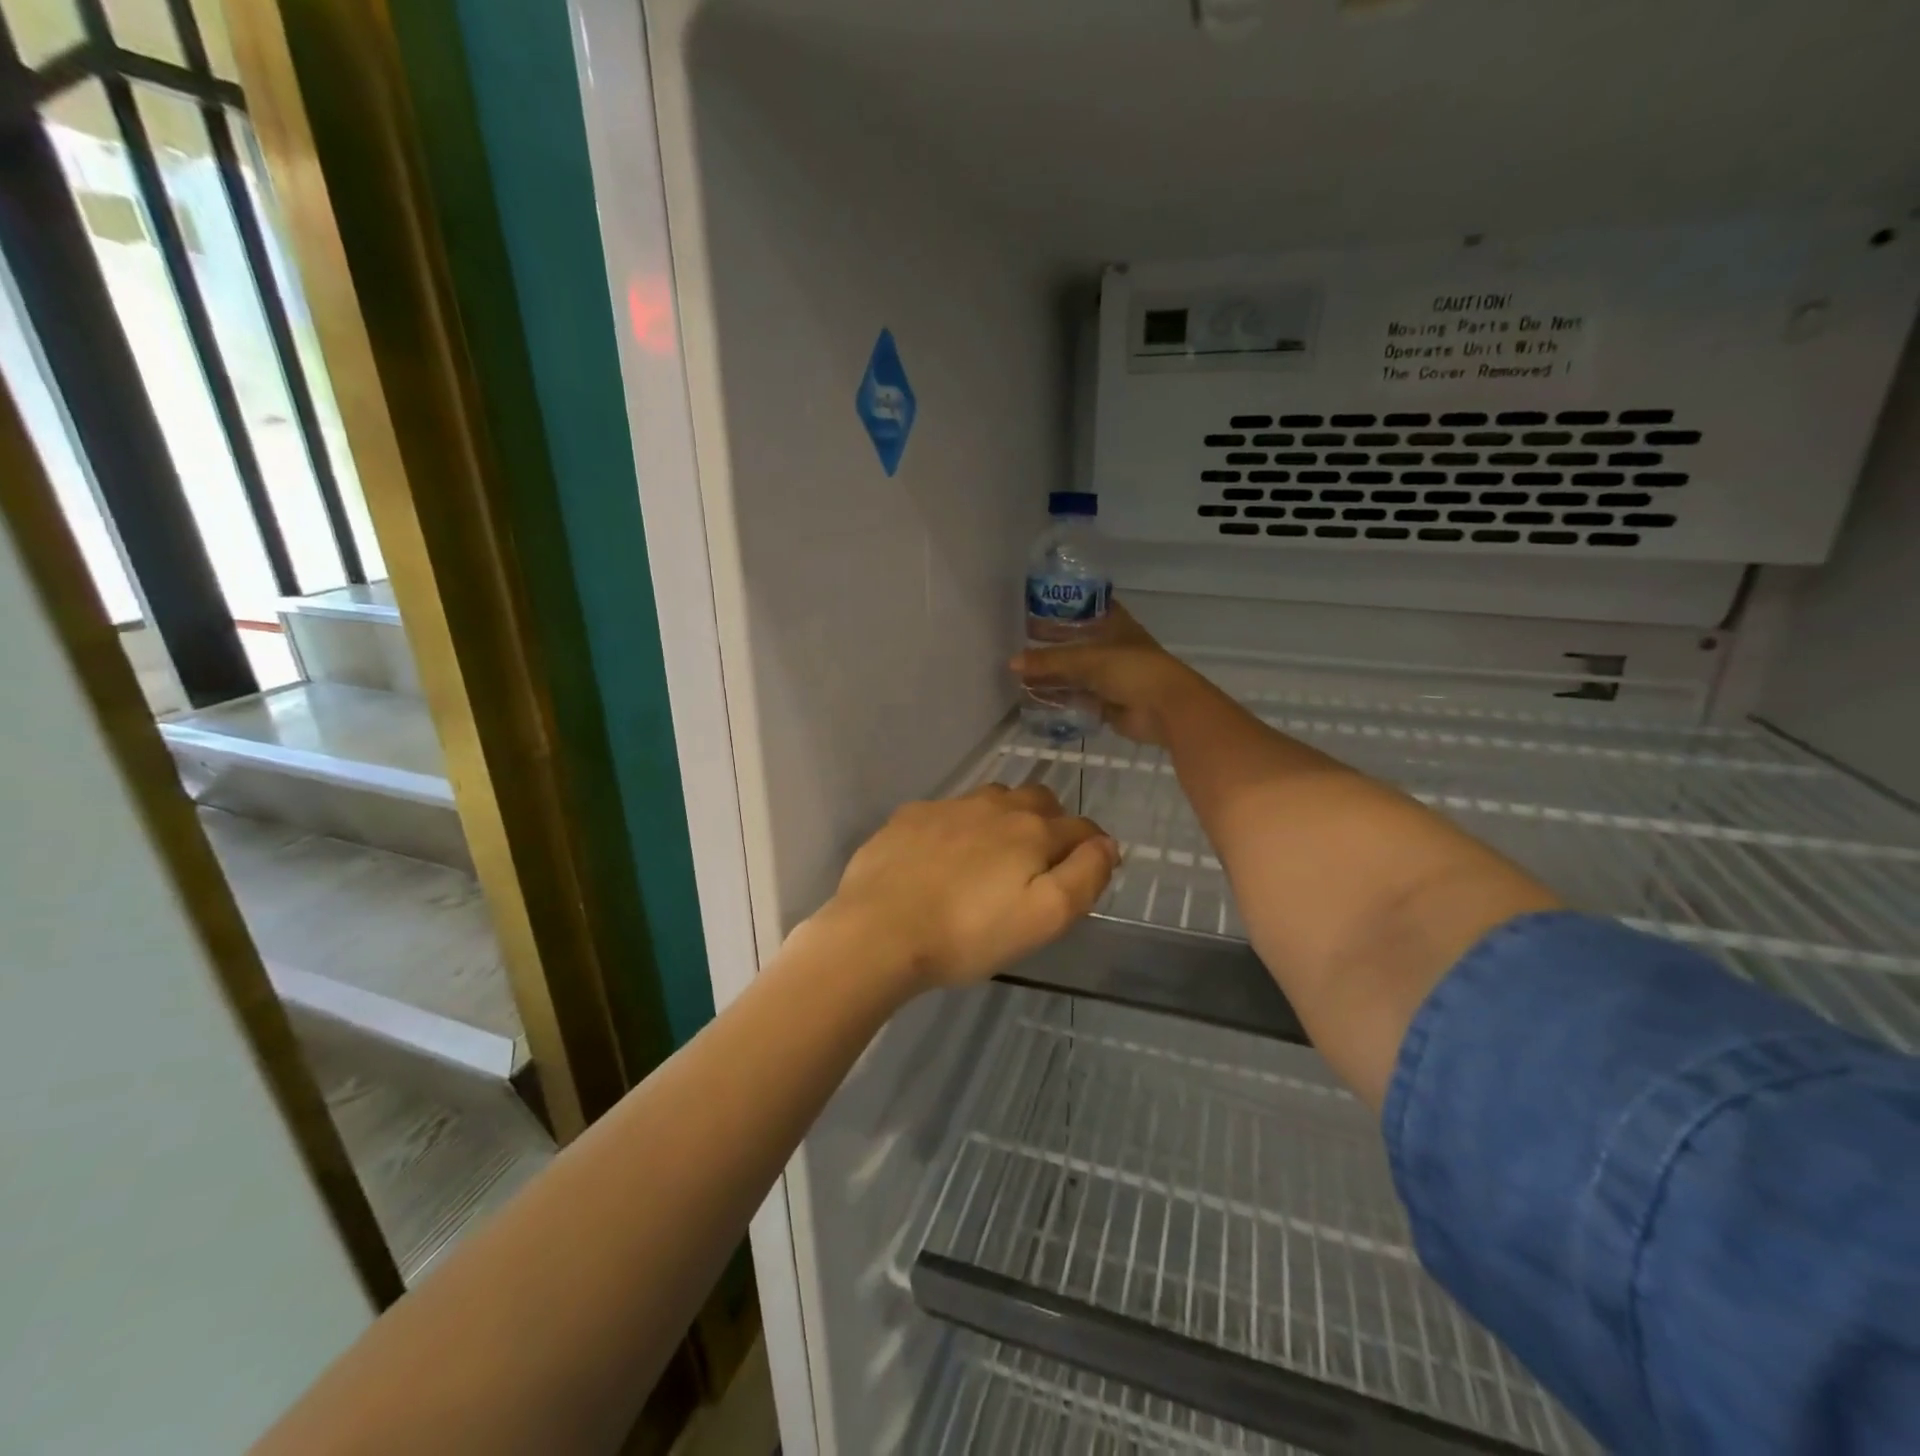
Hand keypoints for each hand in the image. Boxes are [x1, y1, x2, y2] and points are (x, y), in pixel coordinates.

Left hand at [822, 784, 1118, 992]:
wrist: (878, 930)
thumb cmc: (968, 934)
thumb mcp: (1043, 918)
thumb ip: (1084, 877)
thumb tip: (1107, 844)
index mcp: (1031, 830)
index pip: (1081, 827)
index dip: (1092, 847)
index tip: (1087, 869)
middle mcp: (994, 806)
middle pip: (1039, 800)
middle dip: (1051, 823)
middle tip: (1040, 861)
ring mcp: (947, 806)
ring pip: (992, 799)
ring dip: (1005, 818)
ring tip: (993, 855)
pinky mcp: (910, 816)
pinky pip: (948, 811)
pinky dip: (959, 826)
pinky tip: (943, 857)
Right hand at [1011, 600, 1211, 745]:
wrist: (1165, 708)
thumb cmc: (1132, 669)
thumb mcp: (1087, 658)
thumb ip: (1049, 661)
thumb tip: (1012, 663)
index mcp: (1114, 624)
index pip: (1085, 608)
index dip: (1063, 607)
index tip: (1035, 607)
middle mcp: (1112, 647)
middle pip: (1075, 643)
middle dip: (1049, 646)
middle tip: (1018, 644)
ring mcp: (1110, 676)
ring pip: (1074, 673)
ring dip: (1051, 675)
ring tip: (1019, 675)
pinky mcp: (1107, 703)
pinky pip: (1077, 698)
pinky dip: (1059, 698)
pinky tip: (1034, 698)